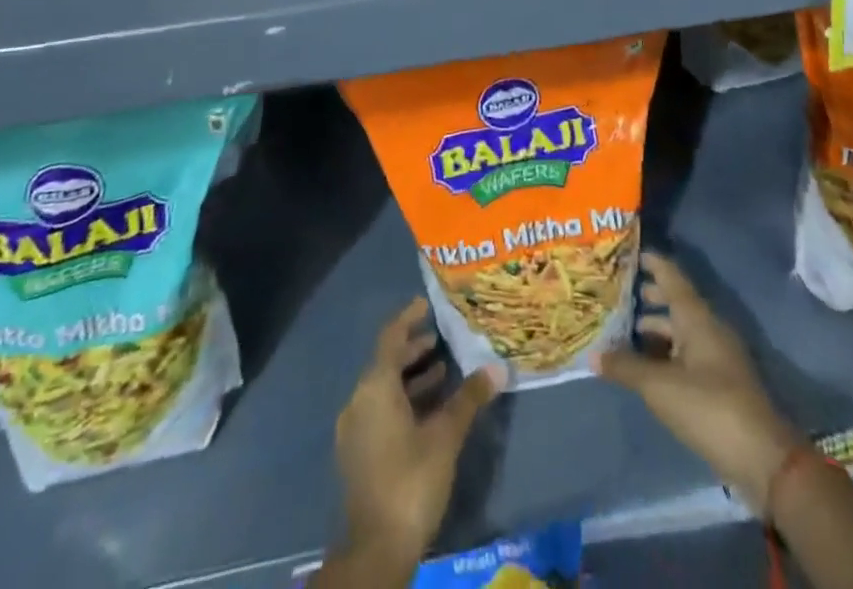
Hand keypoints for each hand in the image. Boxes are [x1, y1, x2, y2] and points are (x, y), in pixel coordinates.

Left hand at [332, 297, 503, 574]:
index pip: (391, 337)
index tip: (427, 303)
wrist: (375, 549)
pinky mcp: (358, 452)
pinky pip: (380, 409)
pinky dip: (403, 400)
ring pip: (384, 388)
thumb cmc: (411, 480)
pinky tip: (428, 409)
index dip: (409, 318)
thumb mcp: (445, 436)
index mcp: (375, 387)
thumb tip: (497, 369)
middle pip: (386, 361)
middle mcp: (359, 400)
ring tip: (442, 370)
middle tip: (441, 336)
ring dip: (411, 376)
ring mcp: (355, 428)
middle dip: (413, 348)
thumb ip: (468, 399)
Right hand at [597, 252, 804, 511]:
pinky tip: (647, 367)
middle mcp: (709, 329)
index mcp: (697, 317)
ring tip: (625, 332)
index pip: (671, 277)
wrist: (763, 459)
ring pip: (681, 331)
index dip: (652, 262)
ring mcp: (718, 357)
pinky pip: (687, 355)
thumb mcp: (660, 386)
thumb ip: (626, 367)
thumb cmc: (709, 407)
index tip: (630, 253)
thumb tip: (593, 354)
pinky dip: (666, 353)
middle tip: (618, 293)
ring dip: (656, 329)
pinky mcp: (721, 385)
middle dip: (649, 296)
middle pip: (676, 303)